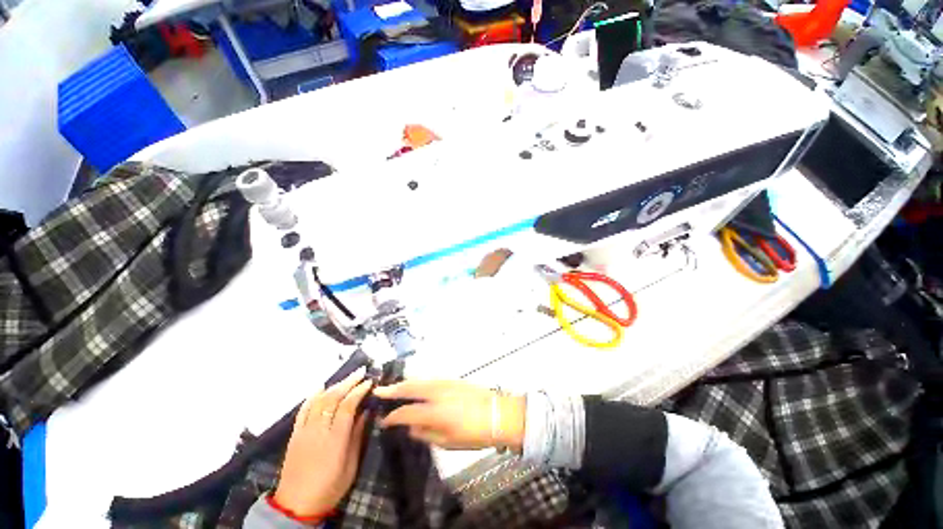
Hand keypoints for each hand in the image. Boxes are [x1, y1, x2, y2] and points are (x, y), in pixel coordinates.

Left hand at [273, 367, 371, 516]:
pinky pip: (303, 410)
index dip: (359, 391)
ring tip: (347, 377)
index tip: (370, 382)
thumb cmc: (329, 488)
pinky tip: (320, 386)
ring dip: (334, 386)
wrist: (295, 505)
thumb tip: (366, 413)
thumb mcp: (350, 466)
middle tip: (361, 371)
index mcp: (335, 439)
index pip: (348, 406)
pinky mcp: (295, 434)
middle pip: (333, 399)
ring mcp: (304, 431)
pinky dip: (311, 396)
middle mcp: (318, 430)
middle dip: (348, 382)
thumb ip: (357, 437)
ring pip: (319, 401)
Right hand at [373, 380, 525, 450]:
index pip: (406, 412)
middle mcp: (437, 392)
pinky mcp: (453, 378)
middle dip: (393, 389)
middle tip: (378, 390)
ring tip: (394, 386)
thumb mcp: (448, 442)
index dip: (392, 417)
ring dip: (405, 382)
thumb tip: (411, 427)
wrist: (498, 414)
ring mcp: (446, 382)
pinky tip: (415, 384)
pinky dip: (419, 380)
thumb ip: (426, 434)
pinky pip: (431, 378)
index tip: (382, 420)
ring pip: (420, 379)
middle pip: (410, 387)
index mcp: (435, 412)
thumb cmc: (474, 434)